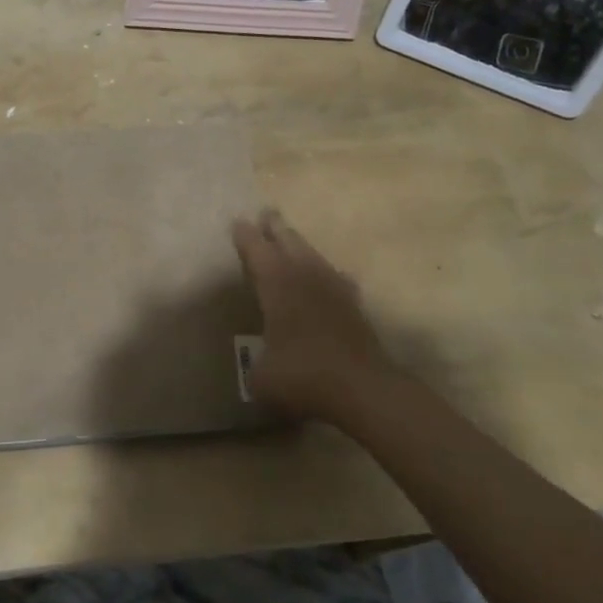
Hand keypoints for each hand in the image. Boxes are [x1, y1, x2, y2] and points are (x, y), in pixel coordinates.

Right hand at [233, 210, 395, 426]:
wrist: (363, 388)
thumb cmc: (303, 375)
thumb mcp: (262, 378)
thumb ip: (256, 366)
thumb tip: (259, 368)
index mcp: (276, 284)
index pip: (257, 251)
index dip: (246, 236)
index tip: (238, 221)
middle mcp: (304, 277)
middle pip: (289, 242)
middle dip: (276, 227)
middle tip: (267, 213)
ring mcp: (334, 289)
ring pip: (314, 256)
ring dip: (301, 246)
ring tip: (293, 241)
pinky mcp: (355, 307)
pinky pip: (339, 280)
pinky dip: (331, 276)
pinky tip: (333, 277)